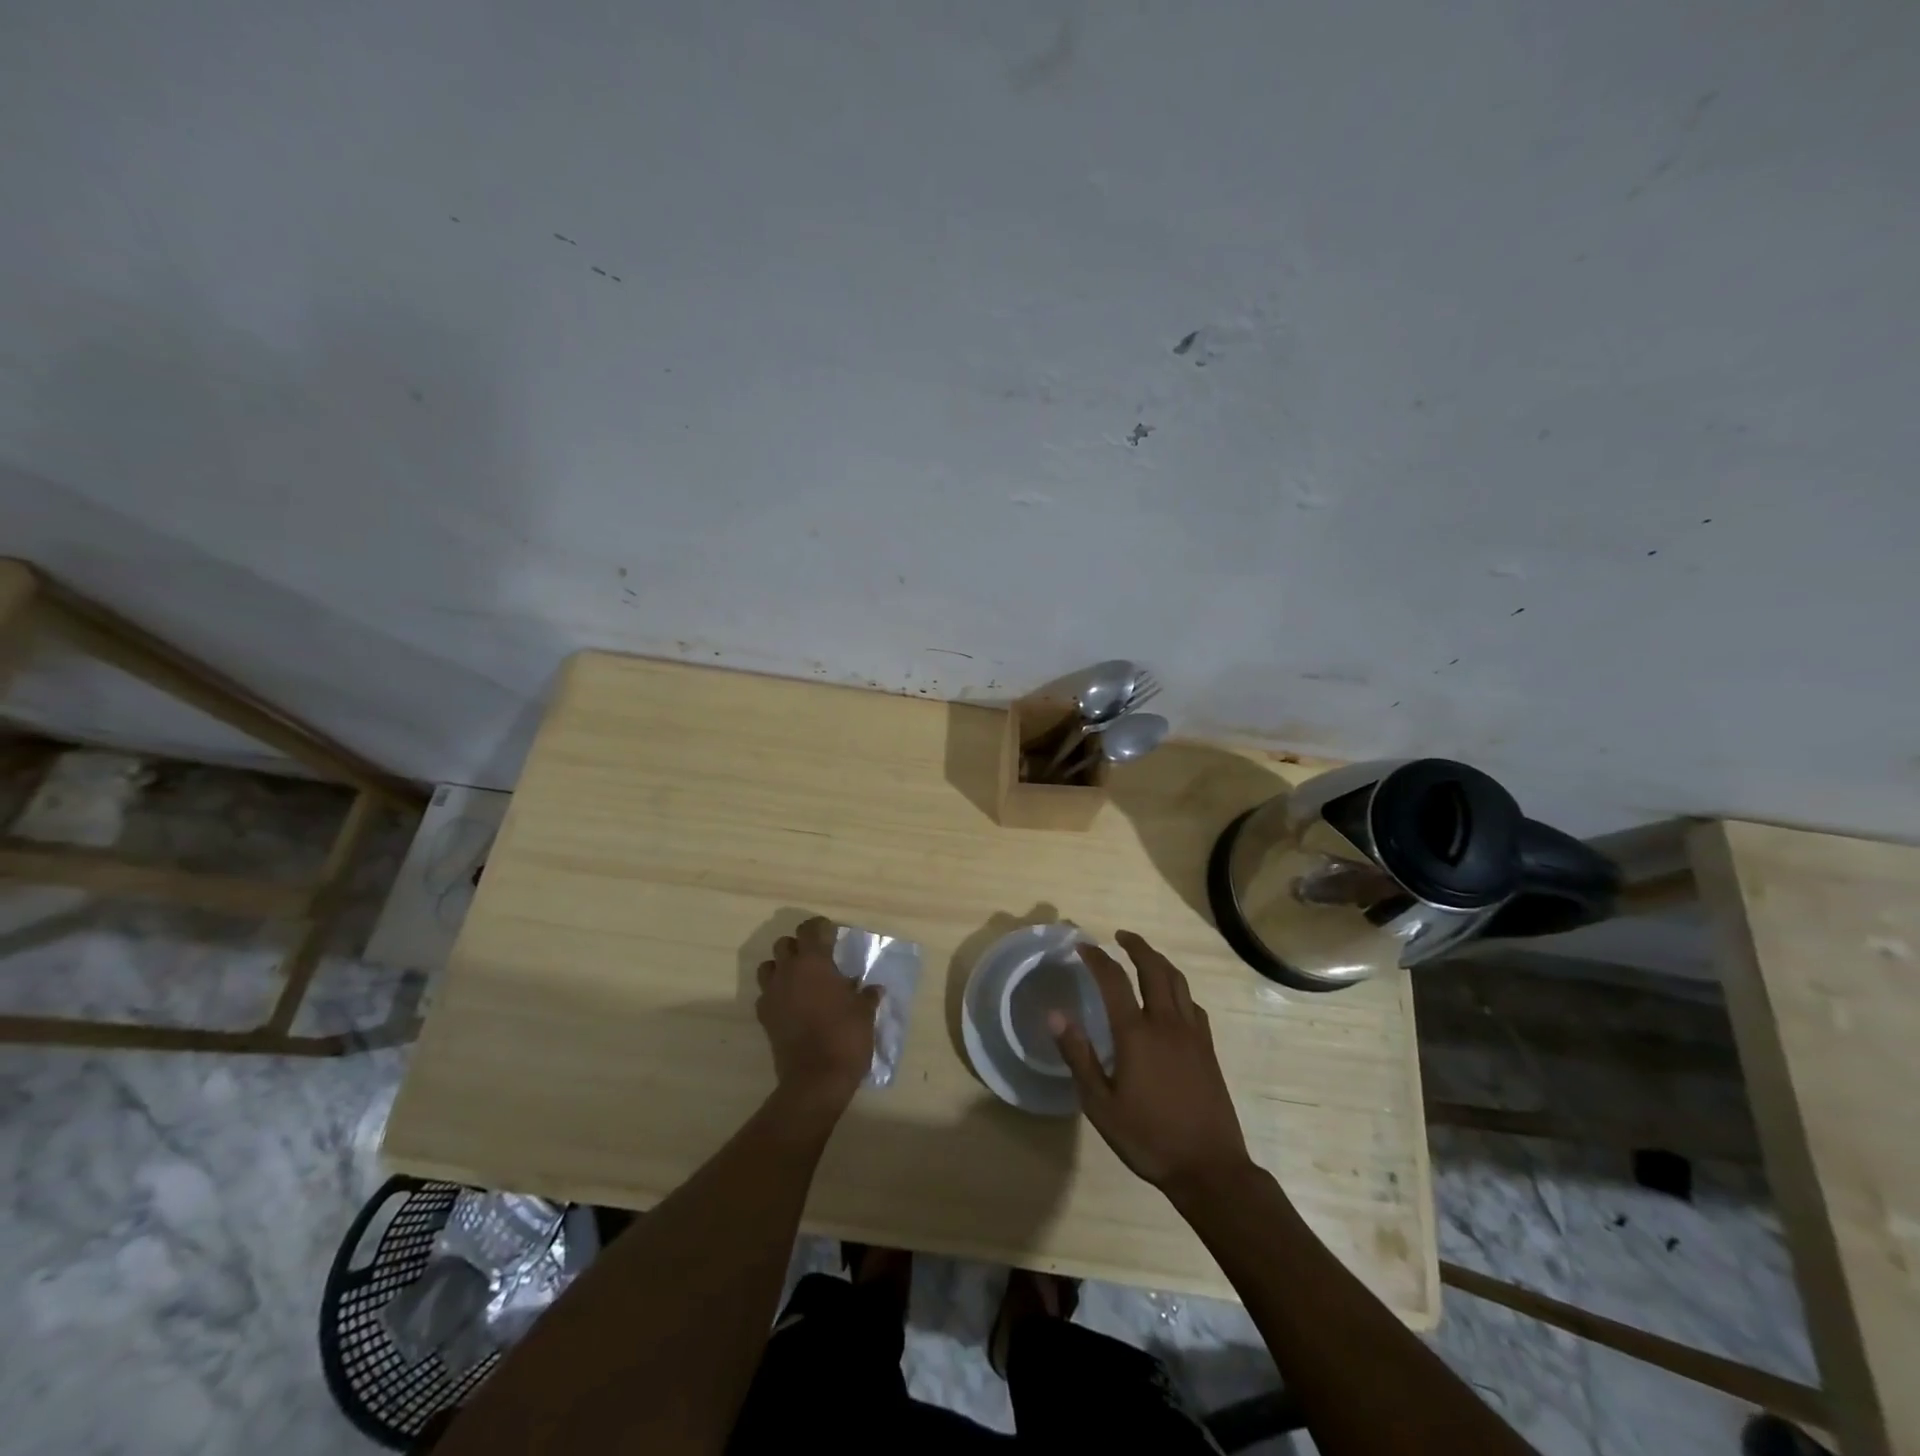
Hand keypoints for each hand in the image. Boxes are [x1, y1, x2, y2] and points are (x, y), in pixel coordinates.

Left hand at [755, 917, 878, 1114]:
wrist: (816, 1079)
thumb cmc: (845, 1037)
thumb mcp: (864, 1013)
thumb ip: (866, 995)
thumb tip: (872, 988)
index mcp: (814, 962)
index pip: (809, 929)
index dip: (819, 927)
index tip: (830, 932)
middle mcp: (788, 972)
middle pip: (784, 944)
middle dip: (799, 946)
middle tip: (817, 958)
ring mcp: (772, 994)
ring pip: (768, 966)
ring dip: (782, 967)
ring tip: (800, 979)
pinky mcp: (764, 1017)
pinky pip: (766, 994)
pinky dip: (776, 994)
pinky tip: (792, 1005)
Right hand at [1052, 931, 1252, 1193]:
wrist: (1209, 1168)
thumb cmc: (1148, 1138)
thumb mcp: (1100, 1105)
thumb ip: (1078, 1056)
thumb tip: (1055, 1015)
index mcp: (1136, 1034)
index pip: (1114, 980)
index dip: (1097, 958)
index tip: (1083, 946)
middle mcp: (1167, 1023)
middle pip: (1154, 969)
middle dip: (1136, 946)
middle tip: (1120, 936)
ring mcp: (1192, 1035)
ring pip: (1178, 982)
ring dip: (1159, 961)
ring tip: (1144, 956)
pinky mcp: (1208, 1049)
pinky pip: (1193, 1005)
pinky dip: (1178, 990)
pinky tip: (1172, 1000)